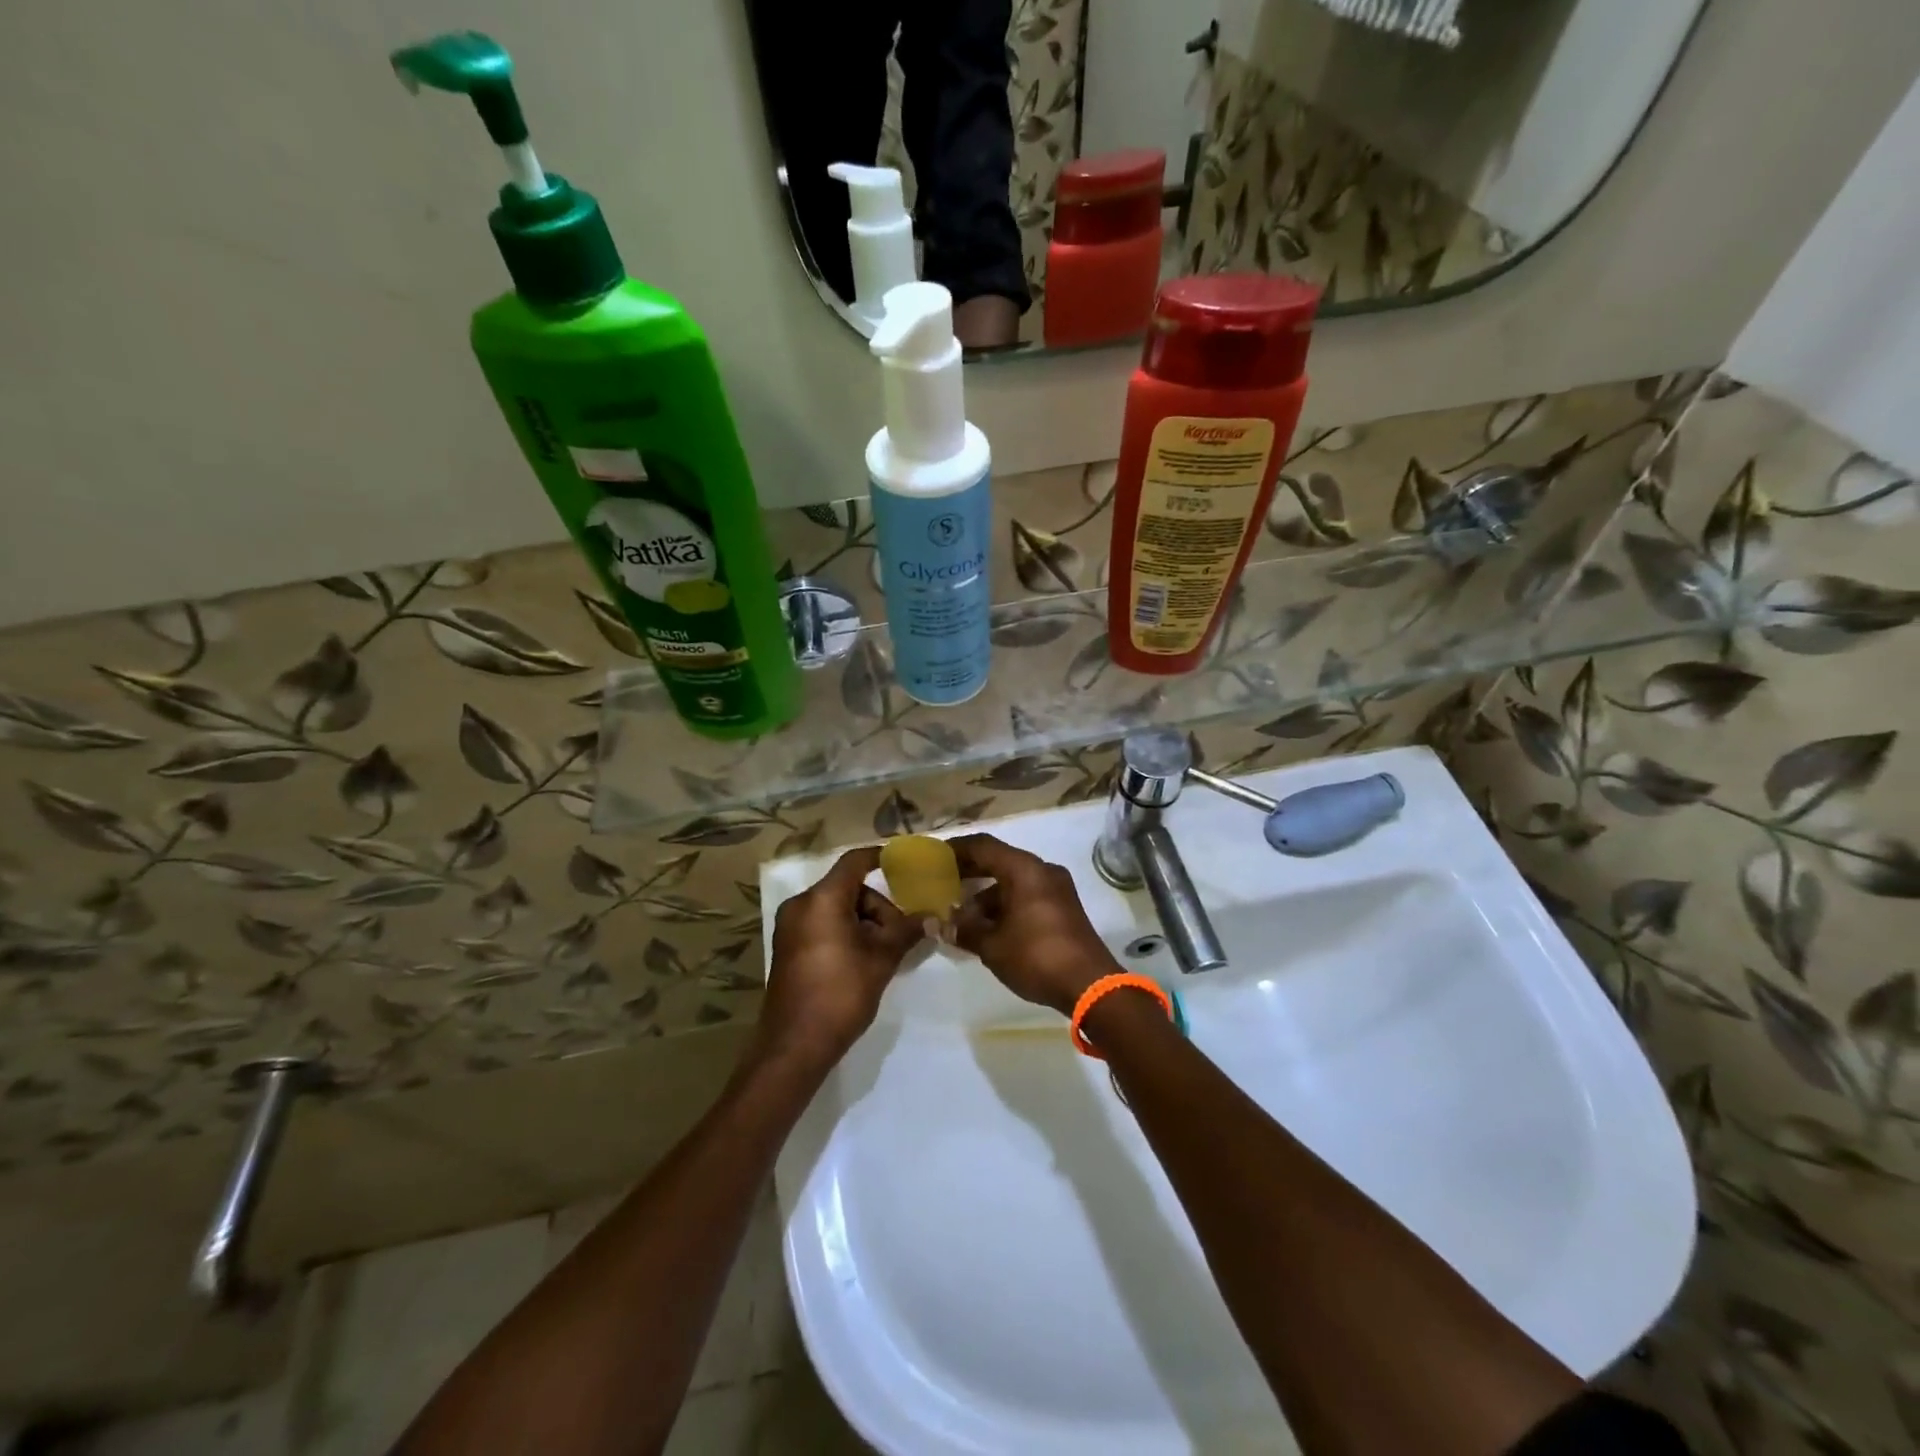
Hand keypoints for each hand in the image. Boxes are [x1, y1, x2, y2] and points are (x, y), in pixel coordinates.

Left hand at [757, 846, 921, 1071]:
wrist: (795, 1045)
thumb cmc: (841, 993)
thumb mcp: (881, 959)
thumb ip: (907, 931)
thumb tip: (932, 916)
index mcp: (821, 899)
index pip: (855, 862)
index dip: (881, 858)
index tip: (906, 864)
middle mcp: (801, 905)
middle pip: (848, 888)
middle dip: (878, 906)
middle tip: (899, 934)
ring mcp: (790, 927)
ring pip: (836, 908)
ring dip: (864, 922)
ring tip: (883, 953)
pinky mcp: (788, 947)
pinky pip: (822, 924)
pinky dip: (845, 932)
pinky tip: (863, 959)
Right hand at [950, 834, 1120, 1016]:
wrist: (1090, 986)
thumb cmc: (1036, 956)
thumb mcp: (992, 946)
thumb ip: (964, 930)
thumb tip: (942, 924)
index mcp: (1024, 869)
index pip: (983, 846)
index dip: (956, 849)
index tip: (934, 858)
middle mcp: (1042, 871)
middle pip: (999, 861)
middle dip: (970, 872)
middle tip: (942, 882)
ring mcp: (1056, 889)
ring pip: (1013, 881)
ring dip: (986, 894)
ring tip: (960, 915)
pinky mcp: (1063, 909)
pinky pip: (1026, 896)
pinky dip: (1005, 906)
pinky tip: (986, 928)